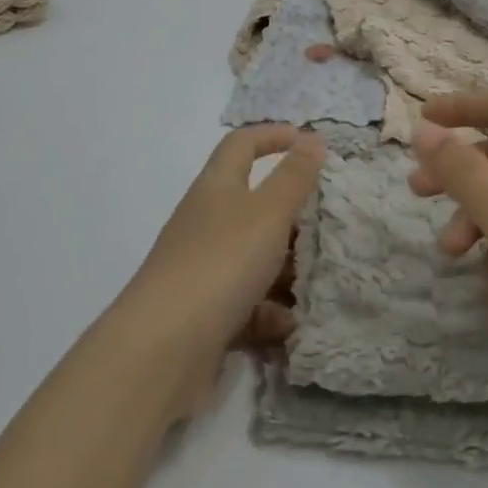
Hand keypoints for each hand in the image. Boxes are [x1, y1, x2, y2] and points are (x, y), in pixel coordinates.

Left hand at [111, 124, 323, 422]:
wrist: (161, 352)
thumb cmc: (220, 263)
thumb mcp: (268, 212)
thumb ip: (294, 177)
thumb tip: (313, 138)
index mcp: (216, 187)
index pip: (241, 145)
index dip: (272, 136)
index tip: (307, 141)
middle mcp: (205, 222)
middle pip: (251, 204)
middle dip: (290, 213)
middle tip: (326, 222)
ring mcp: (202, 270)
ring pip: (253, 257)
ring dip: (285, 266)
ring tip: (319, 279)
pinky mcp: (204, 315)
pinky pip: (246, 304)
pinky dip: (269, 311)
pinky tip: (290, 323)